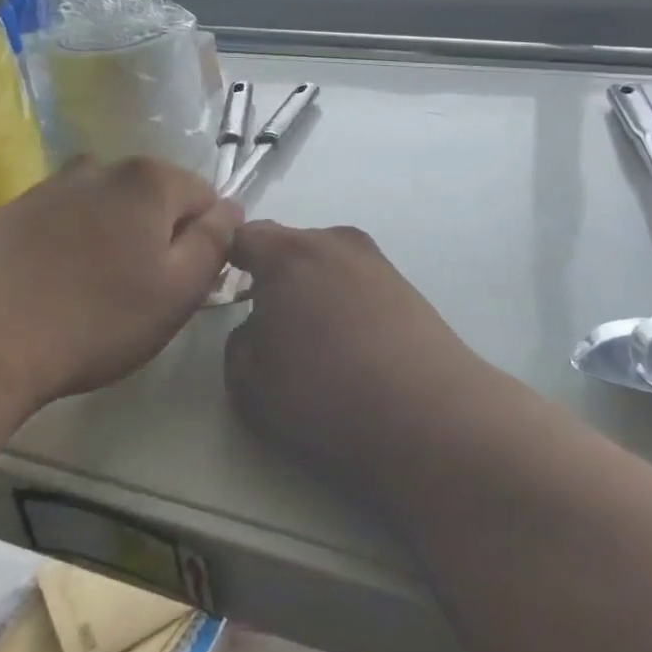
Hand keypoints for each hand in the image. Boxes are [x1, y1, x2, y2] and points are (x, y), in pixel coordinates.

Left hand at [0, 157, 241, 418]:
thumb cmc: (94, 319)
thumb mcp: (179, 290)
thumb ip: (215, 241)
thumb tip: (230, 208)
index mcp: (149, 179)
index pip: (205, 197)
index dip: (204, 241)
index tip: (184, 284)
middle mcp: (101, 167)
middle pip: (154, 199)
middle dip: (159, 237)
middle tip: (141, 295)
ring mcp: (50, 185)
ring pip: (108, 210)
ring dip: (114, 241)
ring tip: (93, 294)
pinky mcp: (10, 211)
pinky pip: (64, 222)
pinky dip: (72, 247)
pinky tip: (53, 289)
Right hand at [223, 222, 491, 485]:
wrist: (428, 415)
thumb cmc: (326, 394)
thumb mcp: (251, 382)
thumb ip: (239, 343)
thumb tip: (258, 328)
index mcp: (290, 253)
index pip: (244, 237)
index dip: (226, 261)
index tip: (222, 292)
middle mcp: (336, 242)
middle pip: (290, 247)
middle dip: (274, 276)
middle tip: (269, 324)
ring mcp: (377, 261)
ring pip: (328, 265)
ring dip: (314, 289)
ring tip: (316, 340)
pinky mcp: (407, 285)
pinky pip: (358, 283)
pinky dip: (346, 303)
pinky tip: (353, 345)